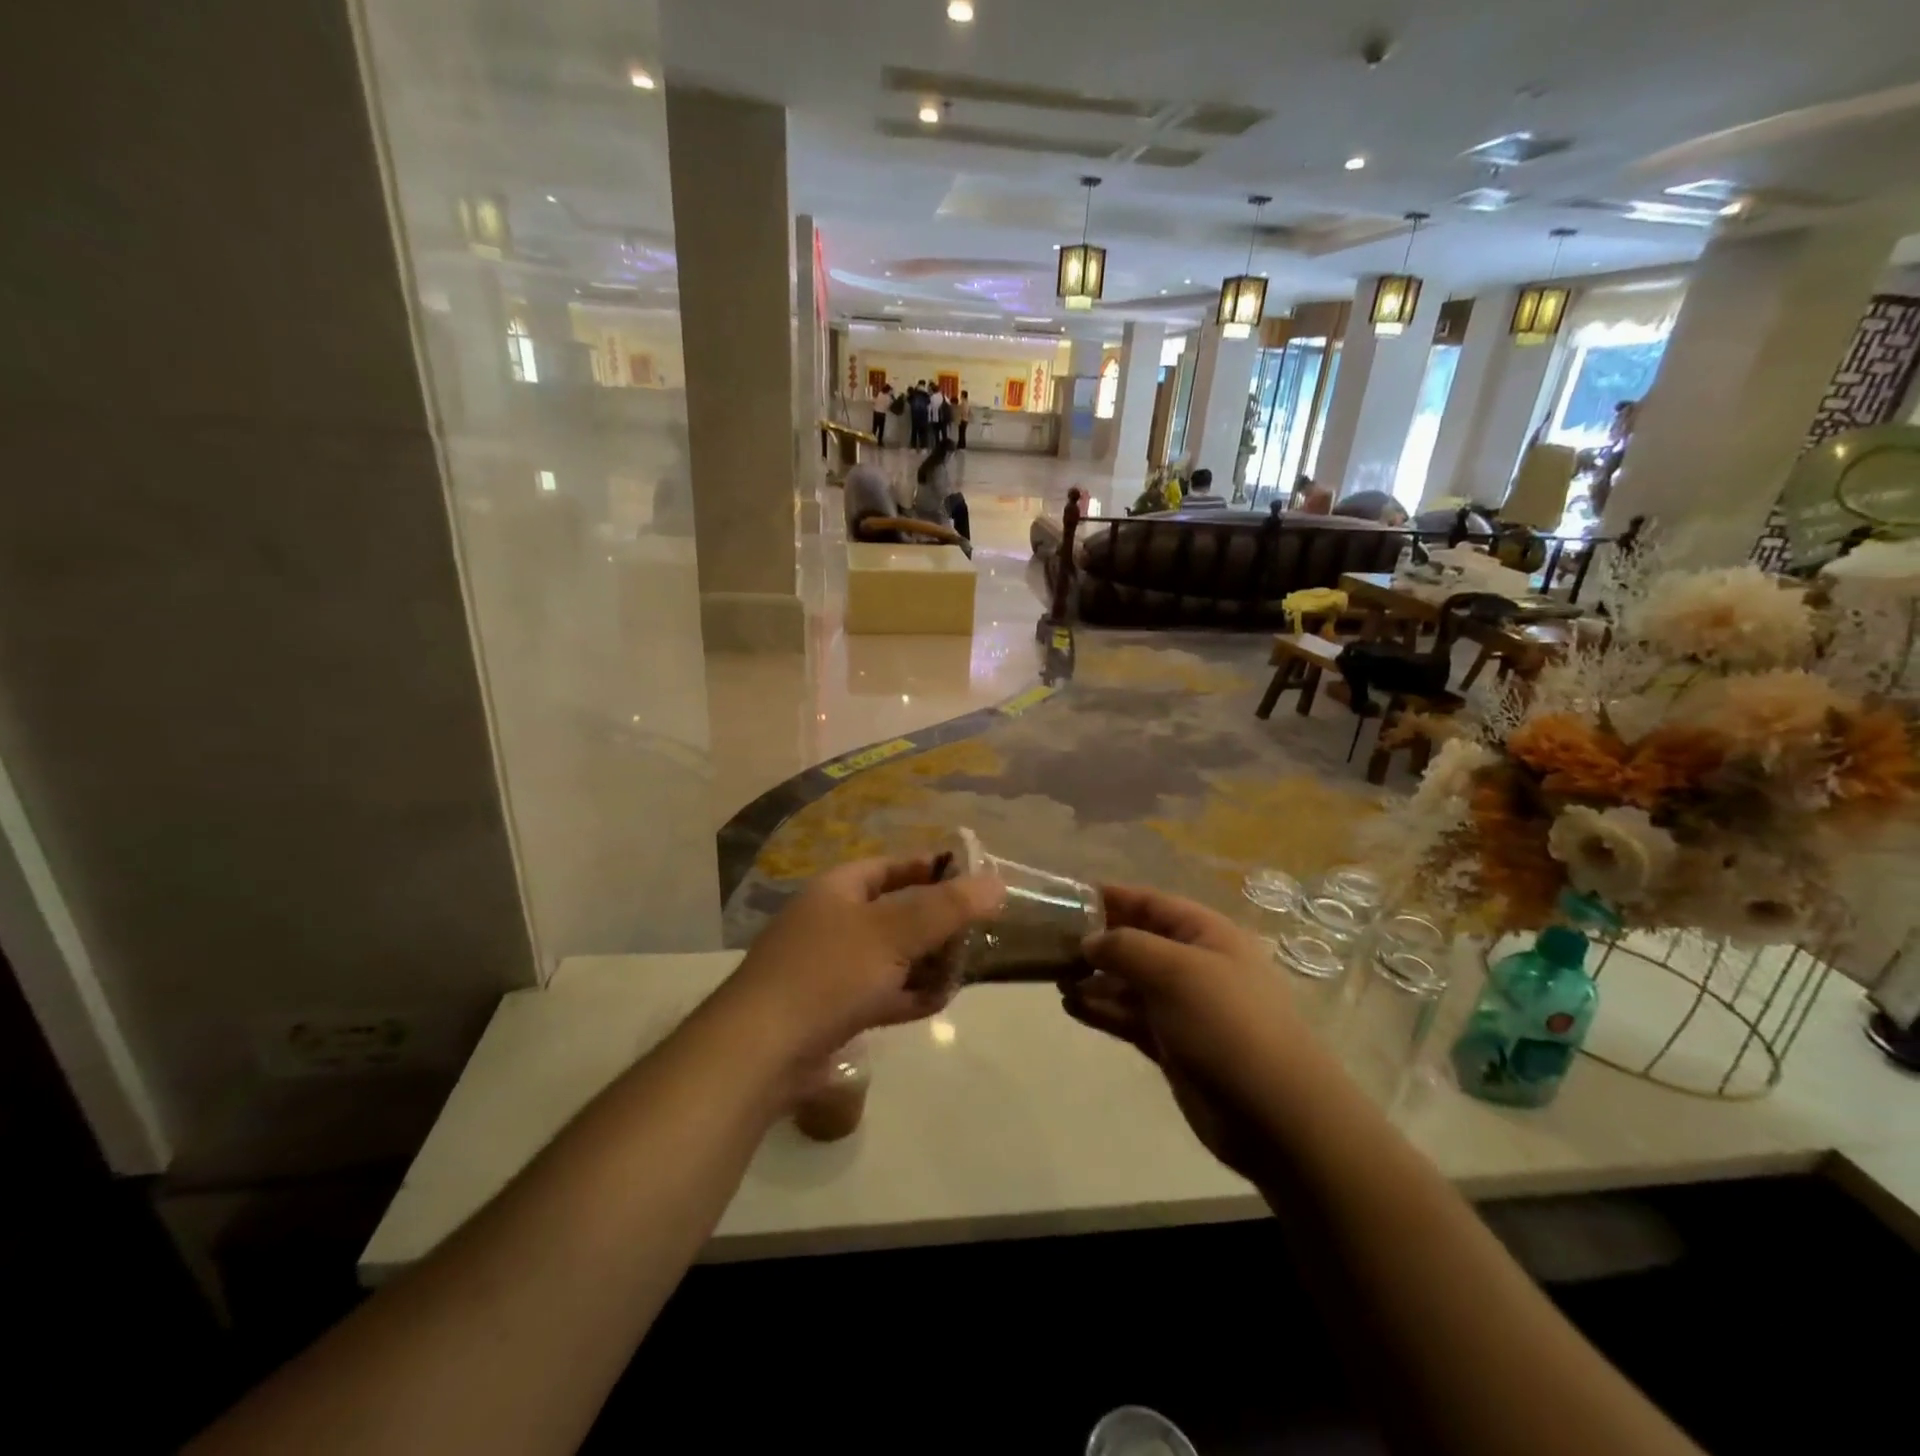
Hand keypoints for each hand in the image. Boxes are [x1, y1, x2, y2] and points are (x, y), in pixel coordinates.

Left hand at [726, 856, 1003, 1068]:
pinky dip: (909, 995)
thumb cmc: (828, 973)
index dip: (933, 868)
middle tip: (977, 935)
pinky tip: (937, 1001)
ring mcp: (831, 967)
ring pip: (893, 955)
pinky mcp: (833, 1009)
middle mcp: (834, 921)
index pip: (894, 866)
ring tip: (962, 971)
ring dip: (927, 962)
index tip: (973, 880)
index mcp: (840, 889)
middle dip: (937, 924)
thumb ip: (947, 907)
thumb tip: (996, 882)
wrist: (760, 1051)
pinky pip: (882, 992)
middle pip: (898, 912)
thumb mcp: (893, 932)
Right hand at [1062, 885, 1301, 1181]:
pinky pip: (1130, 1017)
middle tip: (1051, 944)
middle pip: (1137, 941)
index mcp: (1206, 934)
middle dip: (1097, 941)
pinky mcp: (1173, 1045)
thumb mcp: (1175, 971)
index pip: (1151, 902)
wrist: (1275, 1114)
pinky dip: (1103, 1010)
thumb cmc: (1226, 1024)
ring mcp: (1184, 1007)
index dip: (1111, 897)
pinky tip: (1072, 1007)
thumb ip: (1125, 947)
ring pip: (1130, 982)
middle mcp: (1195, 964)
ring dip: (1095, 979)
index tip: (1066, 897)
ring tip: (1055, 978)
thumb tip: (1089, 941)